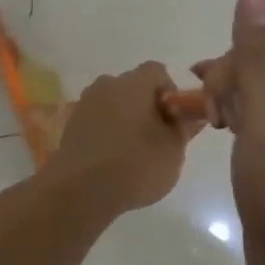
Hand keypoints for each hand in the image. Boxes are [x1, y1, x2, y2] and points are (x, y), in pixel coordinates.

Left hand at [48, 62, 200, 214]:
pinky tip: (112, 160)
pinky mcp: (71, 125)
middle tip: (158, 139)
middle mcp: (106, 85)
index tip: (174, 120)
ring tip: (134, 153)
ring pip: (114, 104)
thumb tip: (193, 114)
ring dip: (126, 120)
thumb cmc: (135, 165)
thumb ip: (185, 128)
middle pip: (134, 87)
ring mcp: (85, 104)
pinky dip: (108, 132)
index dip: (171, 92)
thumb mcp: (173, 150)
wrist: (80, 192)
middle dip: (148, 107)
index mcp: (133, 83)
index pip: (157, 72)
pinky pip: (98, 120)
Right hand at [192, 0, 264, 264]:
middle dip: (233, 83)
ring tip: (217, 128)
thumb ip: (259, 54)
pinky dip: (238, 115)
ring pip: (258, 82)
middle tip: (214, 120)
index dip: (237, 66)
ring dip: (231, 99)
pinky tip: (224, 131)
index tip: (215, 104)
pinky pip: (261, 108)